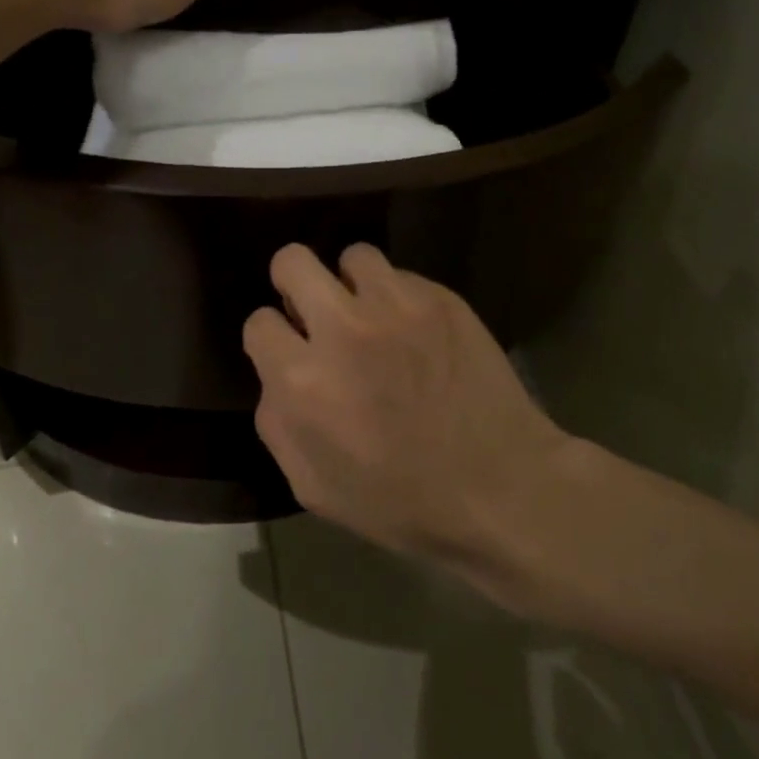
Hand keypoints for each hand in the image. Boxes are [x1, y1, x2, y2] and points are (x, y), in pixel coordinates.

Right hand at [244, 243, 573, 566]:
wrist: (499, 488)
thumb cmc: (401, 502)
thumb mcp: (312, 485)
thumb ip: (277, 422)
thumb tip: (276, 376)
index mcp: (303, 380)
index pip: (259, 322)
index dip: (272, 338)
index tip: (291, 351)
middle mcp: (343, 328)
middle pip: (293, 261)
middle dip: (294, 283)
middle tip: (314, 311)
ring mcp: (396, 306)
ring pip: (352, 257)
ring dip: (350, 284)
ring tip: (369, 314)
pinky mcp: (440, 298)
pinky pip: (402, 276)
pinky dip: (398, 297)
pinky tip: (416, 331)